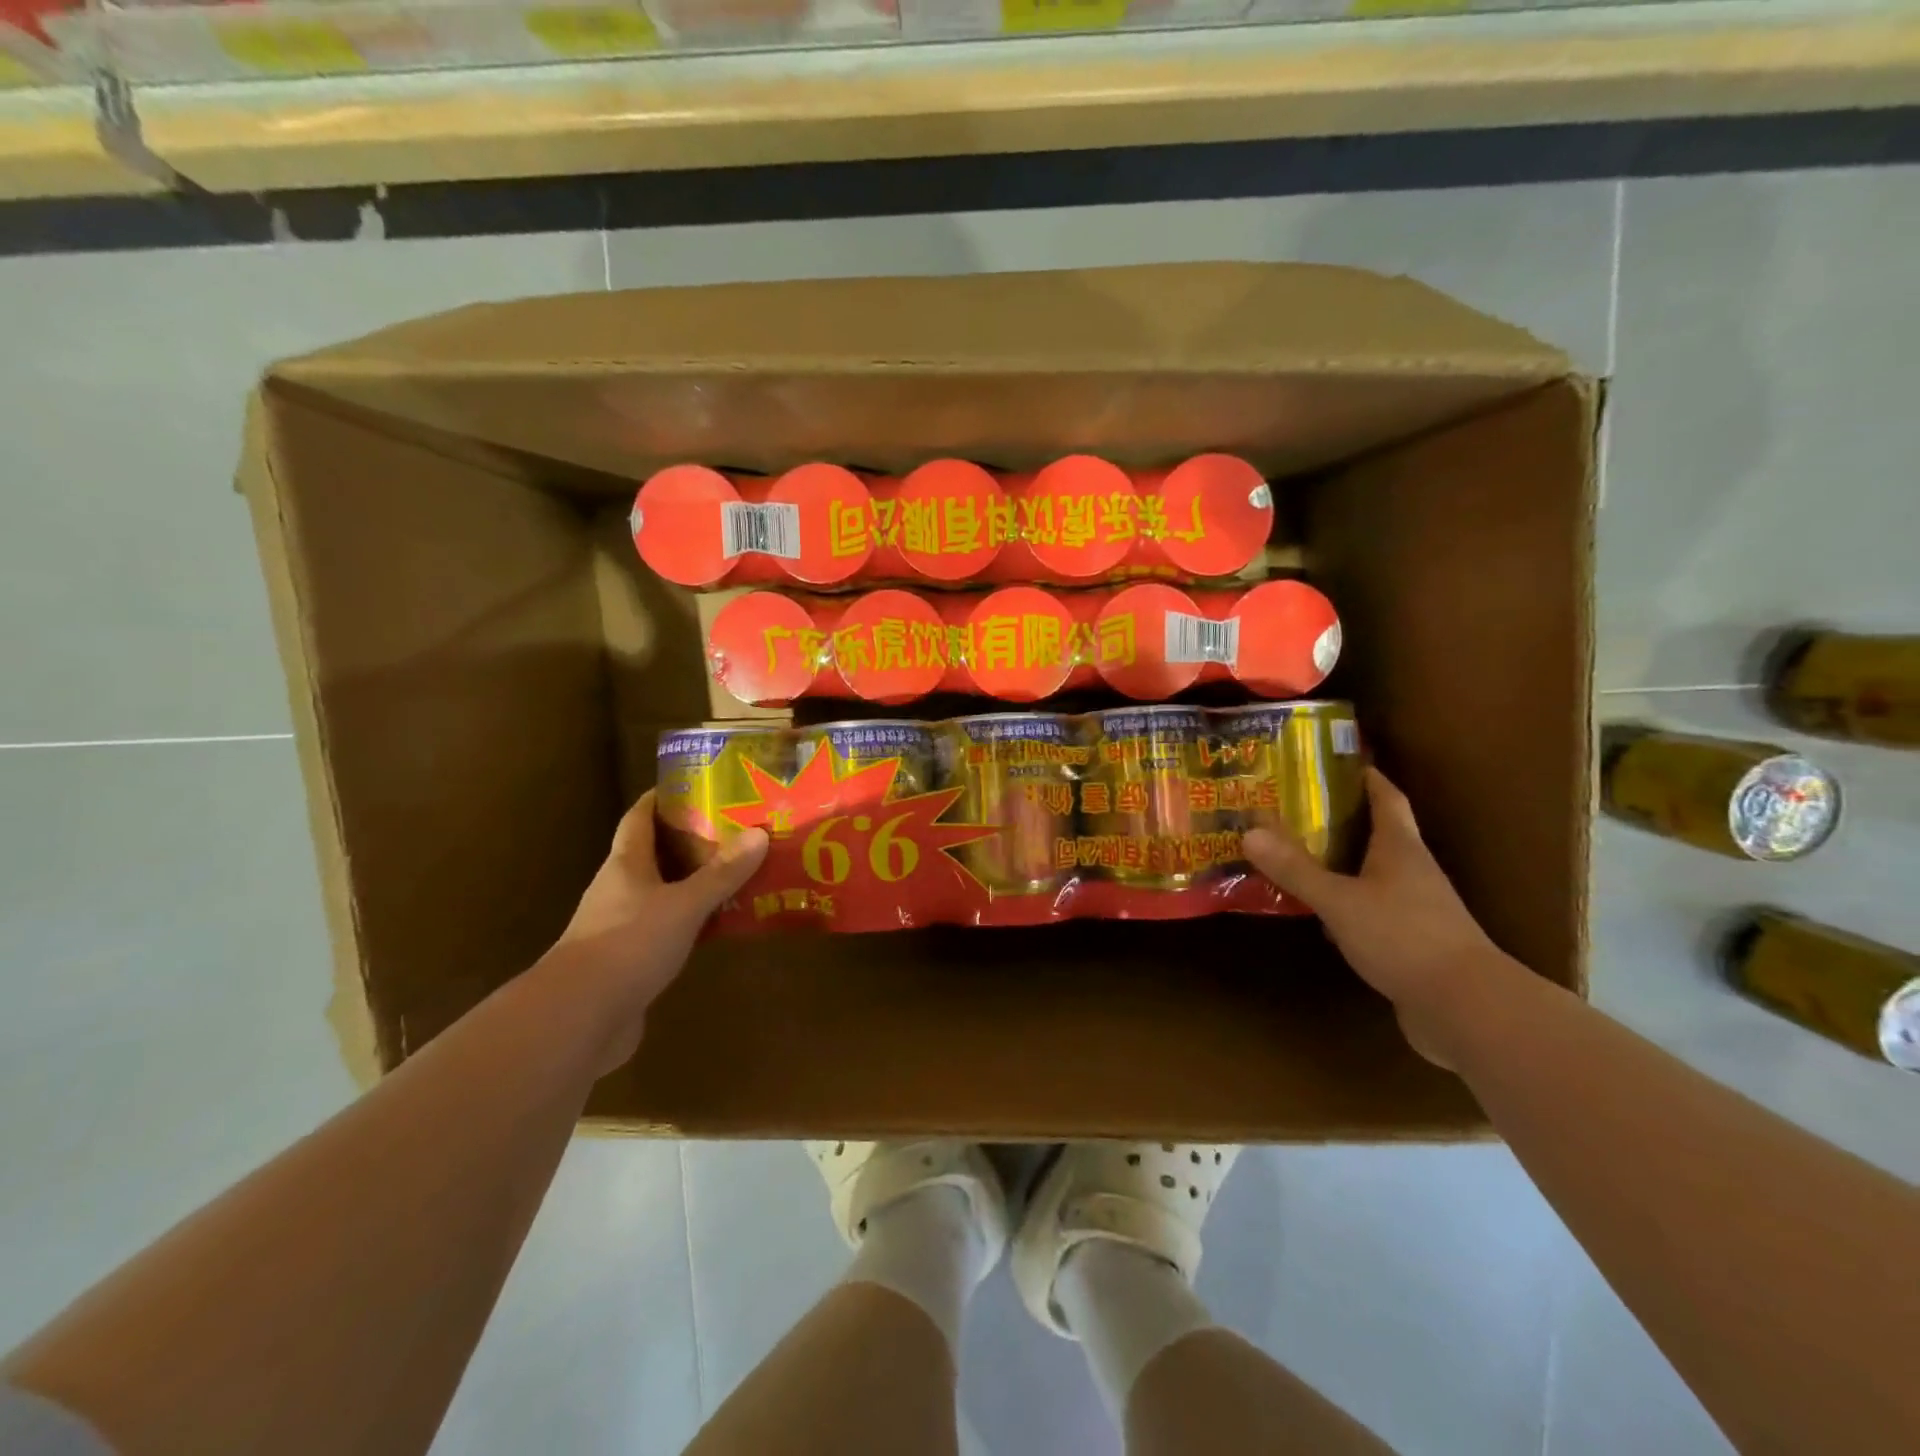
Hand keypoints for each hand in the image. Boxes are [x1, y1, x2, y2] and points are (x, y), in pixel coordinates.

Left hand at [546, 791, 767, 1073]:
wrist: (580, 1017)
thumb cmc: (629, 944)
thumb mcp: (685, 904)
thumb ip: (722, 873)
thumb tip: (758, 833)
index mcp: (625, 864)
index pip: (639, 818)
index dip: (661, 798)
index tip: (694, 785)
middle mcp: (619, 889)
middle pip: (653, 854)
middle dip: (689, 840)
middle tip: (733, 829)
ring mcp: (620, 927)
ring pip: (662, 893)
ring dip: (694, 883)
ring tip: (737, 872)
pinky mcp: (628, 962)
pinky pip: (666, 929)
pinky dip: (692, 922)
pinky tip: (720, 925)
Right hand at [1242, 767, 1514, 1067]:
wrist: (1466, 1008)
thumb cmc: (1404, 938)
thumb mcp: (1340, 901)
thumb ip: (1296, 869)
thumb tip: (1250, 831)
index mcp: (1400, 849)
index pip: (1387, 799)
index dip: (1367, 778)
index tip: (1340, 763)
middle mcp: (1411, 872)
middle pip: (1377, 834)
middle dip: (1339, 820)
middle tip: (1293, 808)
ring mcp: (1415, 909)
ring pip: (1370, 875)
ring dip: (1338, 864)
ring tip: (1294, 855)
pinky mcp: (1410, 944)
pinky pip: (1369, 911)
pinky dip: (1342, 905)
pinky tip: (1316, 913)